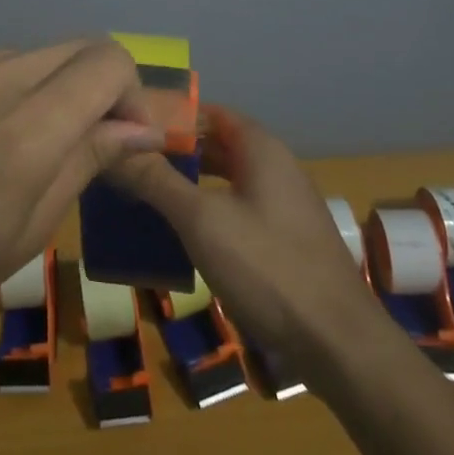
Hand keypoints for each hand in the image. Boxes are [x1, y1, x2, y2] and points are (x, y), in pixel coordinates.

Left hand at [0, 41, 162, 383]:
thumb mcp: (27, 231)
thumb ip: (87, 161)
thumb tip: (140, 128)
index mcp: (24, 129)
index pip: (107, 63)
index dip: (128, 94)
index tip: (120, 136)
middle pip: (71, 48)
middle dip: (89, 89)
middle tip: (72, 139)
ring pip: (20, 56)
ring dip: (32, 91)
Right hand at [110, 103, 379, 368]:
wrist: (339, 343)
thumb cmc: (268, 267)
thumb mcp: (201, 220)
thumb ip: (156, 180)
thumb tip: (114, 147)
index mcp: (260, 147)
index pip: (208, 111)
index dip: (170, 115)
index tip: (130, 127)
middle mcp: (275, 166)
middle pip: (217, 144)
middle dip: (176, 151)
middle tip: (130, 160)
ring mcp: (283, 204)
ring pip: (227, 178)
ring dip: (190, 182)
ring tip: (146, 192)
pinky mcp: (285, 238)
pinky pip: (238, 207)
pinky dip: (208, 209)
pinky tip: (182, 232)